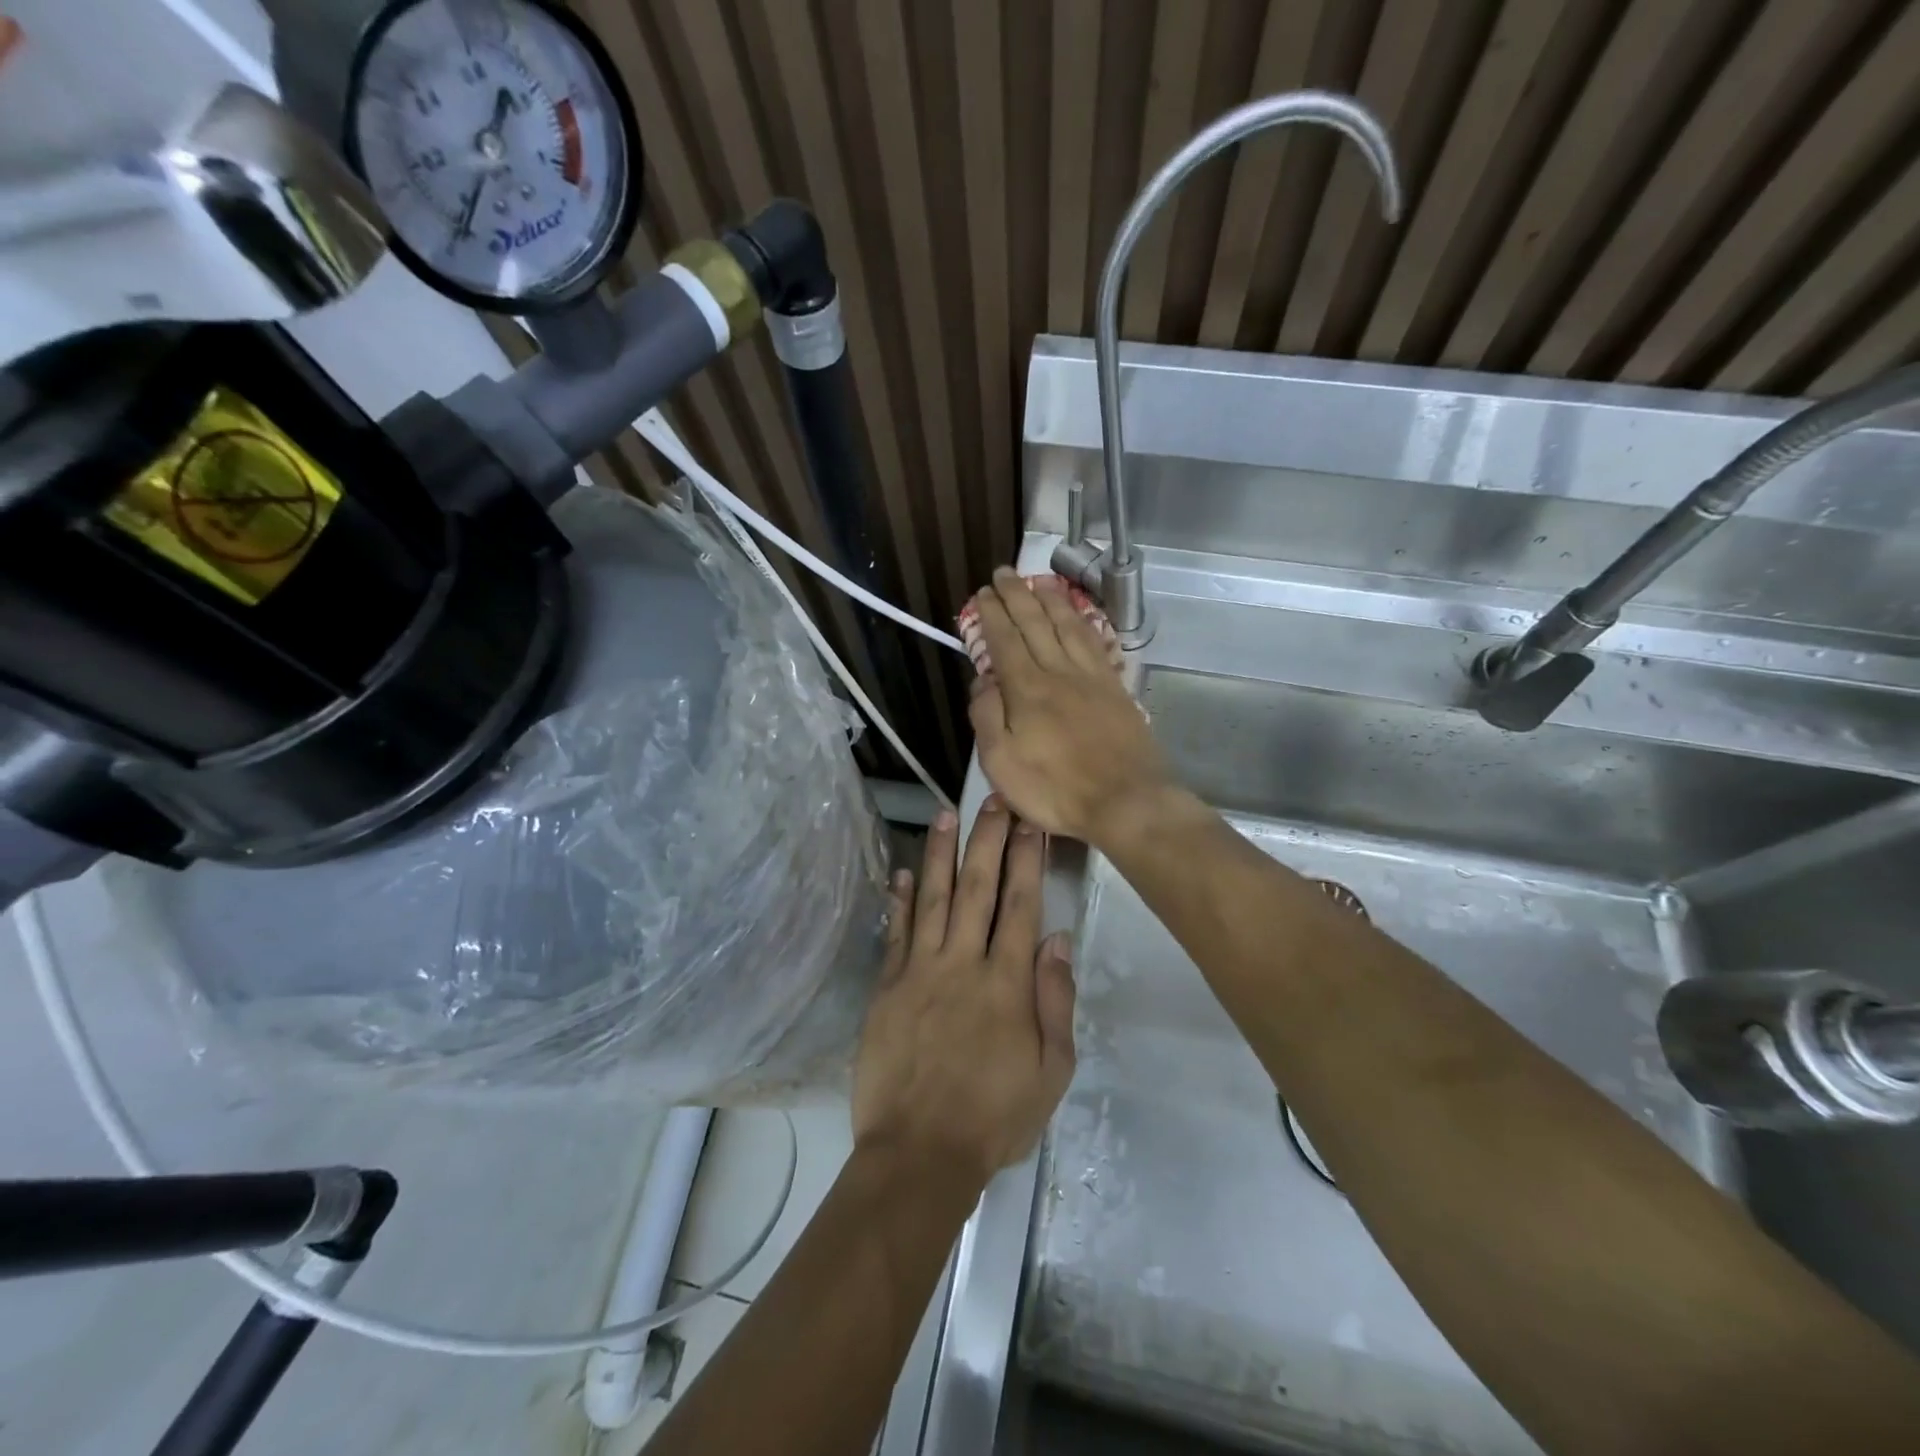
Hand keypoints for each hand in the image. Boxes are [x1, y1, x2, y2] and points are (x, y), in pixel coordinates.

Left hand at [853, 796, 1076, 1188]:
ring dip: (939, 854)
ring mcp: (919, 971)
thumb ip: (1055, 1001)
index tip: (1031, 823)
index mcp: (1007, 983)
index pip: (1021, 905)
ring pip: (932, 898)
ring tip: (944, 815)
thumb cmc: (994, 1117)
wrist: (919, 1154)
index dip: (1027, 860)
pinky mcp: (887, 987)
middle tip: (993, 800)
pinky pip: (895, 933)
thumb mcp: (1051, 1071)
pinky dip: (897, 900)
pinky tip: (900, 872)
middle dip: (987, 840)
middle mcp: (962, 963)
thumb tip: (1056, 939)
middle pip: (977, 888)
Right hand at [968, 568, 1174, 843]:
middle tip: (1004, 573)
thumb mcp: (1001, 763)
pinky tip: (1077, 615)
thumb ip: (986, 717)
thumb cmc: (1056, 789)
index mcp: (1026, 690)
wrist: (1126, 800)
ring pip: (1068, 625)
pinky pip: (1094, 642)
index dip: (992, 615)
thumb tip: (983, 680)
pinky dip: (1082, 621)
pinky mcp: (1115, 687)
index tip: (982, 594)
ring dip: (1051, 600)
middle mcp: (1058, 672)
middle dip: (1016, 595)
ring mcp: (1091, 677)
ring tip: (1039, 580)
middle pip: (1035, 623)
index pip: (1005, 641)